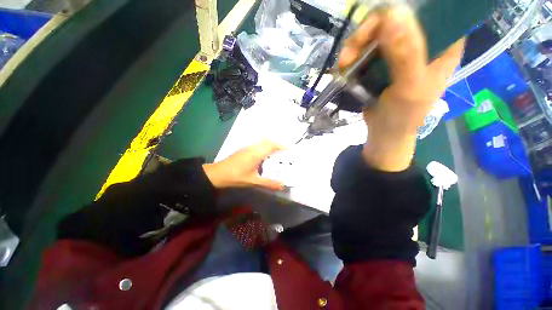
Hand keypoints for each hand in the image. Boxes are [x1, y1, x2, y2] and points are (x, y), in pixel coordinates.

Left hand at [203, 140, 285, 190]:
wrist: (217, 173)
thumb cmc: (236, 177)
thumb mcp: (253, 181)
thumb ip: (268, 183)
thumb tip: (282, 185)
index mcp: (257, 153)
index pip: (272, 145)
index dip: (281, 145)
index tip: (290, 148)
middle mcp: (253, 147)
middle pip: (268, 140)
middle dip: (277, 143)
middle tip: (284, 151)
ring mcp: (247, 147)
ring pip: (262, 141)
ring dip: (270, 144)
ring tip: (277, 152)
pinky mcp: (243, 149)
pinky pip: (257, 144)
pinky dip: (264, 146)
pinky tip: (264, 155)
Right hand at [339, 7, 463, 170]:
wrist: (384, 133)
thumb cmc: (404, 116)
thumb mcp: (410, 87)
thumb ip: (406, 53)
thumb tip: (393, 14)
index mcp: (444, 43)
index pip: (432, 9)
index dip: (406, 10)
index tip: (382, 24)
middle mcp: (423, 41)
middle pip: (396, 17)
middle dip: (369, 31)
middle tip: (351, 49)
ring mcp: (399, 51)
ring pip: (376, 32)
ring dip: (355, 45)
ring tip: (343, 63)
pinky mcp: (381, 62)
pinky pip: (365, 48)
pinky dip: (352, 55)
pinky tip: (344, 67)